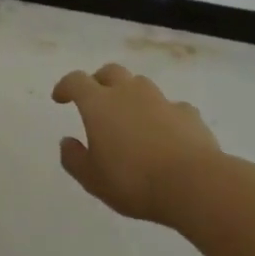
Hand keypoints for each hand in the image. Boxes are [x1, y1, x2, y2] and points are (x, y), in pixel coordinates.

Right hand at [52, 63, 221, 222]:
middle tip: (96, 99)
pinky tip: (166, 134)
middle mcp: (128, 93)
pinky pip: (171, 107)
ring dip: (131, 94)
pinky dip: (163, 115)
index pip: (76, 81)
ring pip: (141, 85)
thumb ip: (74, 158)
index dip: (65, 86)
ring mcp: (161, 100)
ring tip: (130, 117)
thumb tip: (67, 142)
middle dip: (99, 81)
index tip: (60, 98)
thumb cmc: (133, 181)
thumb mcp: (92, 179)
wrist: (194, 184)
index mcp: (99, 104)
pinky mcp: (188, 114)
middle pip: (110, 72)